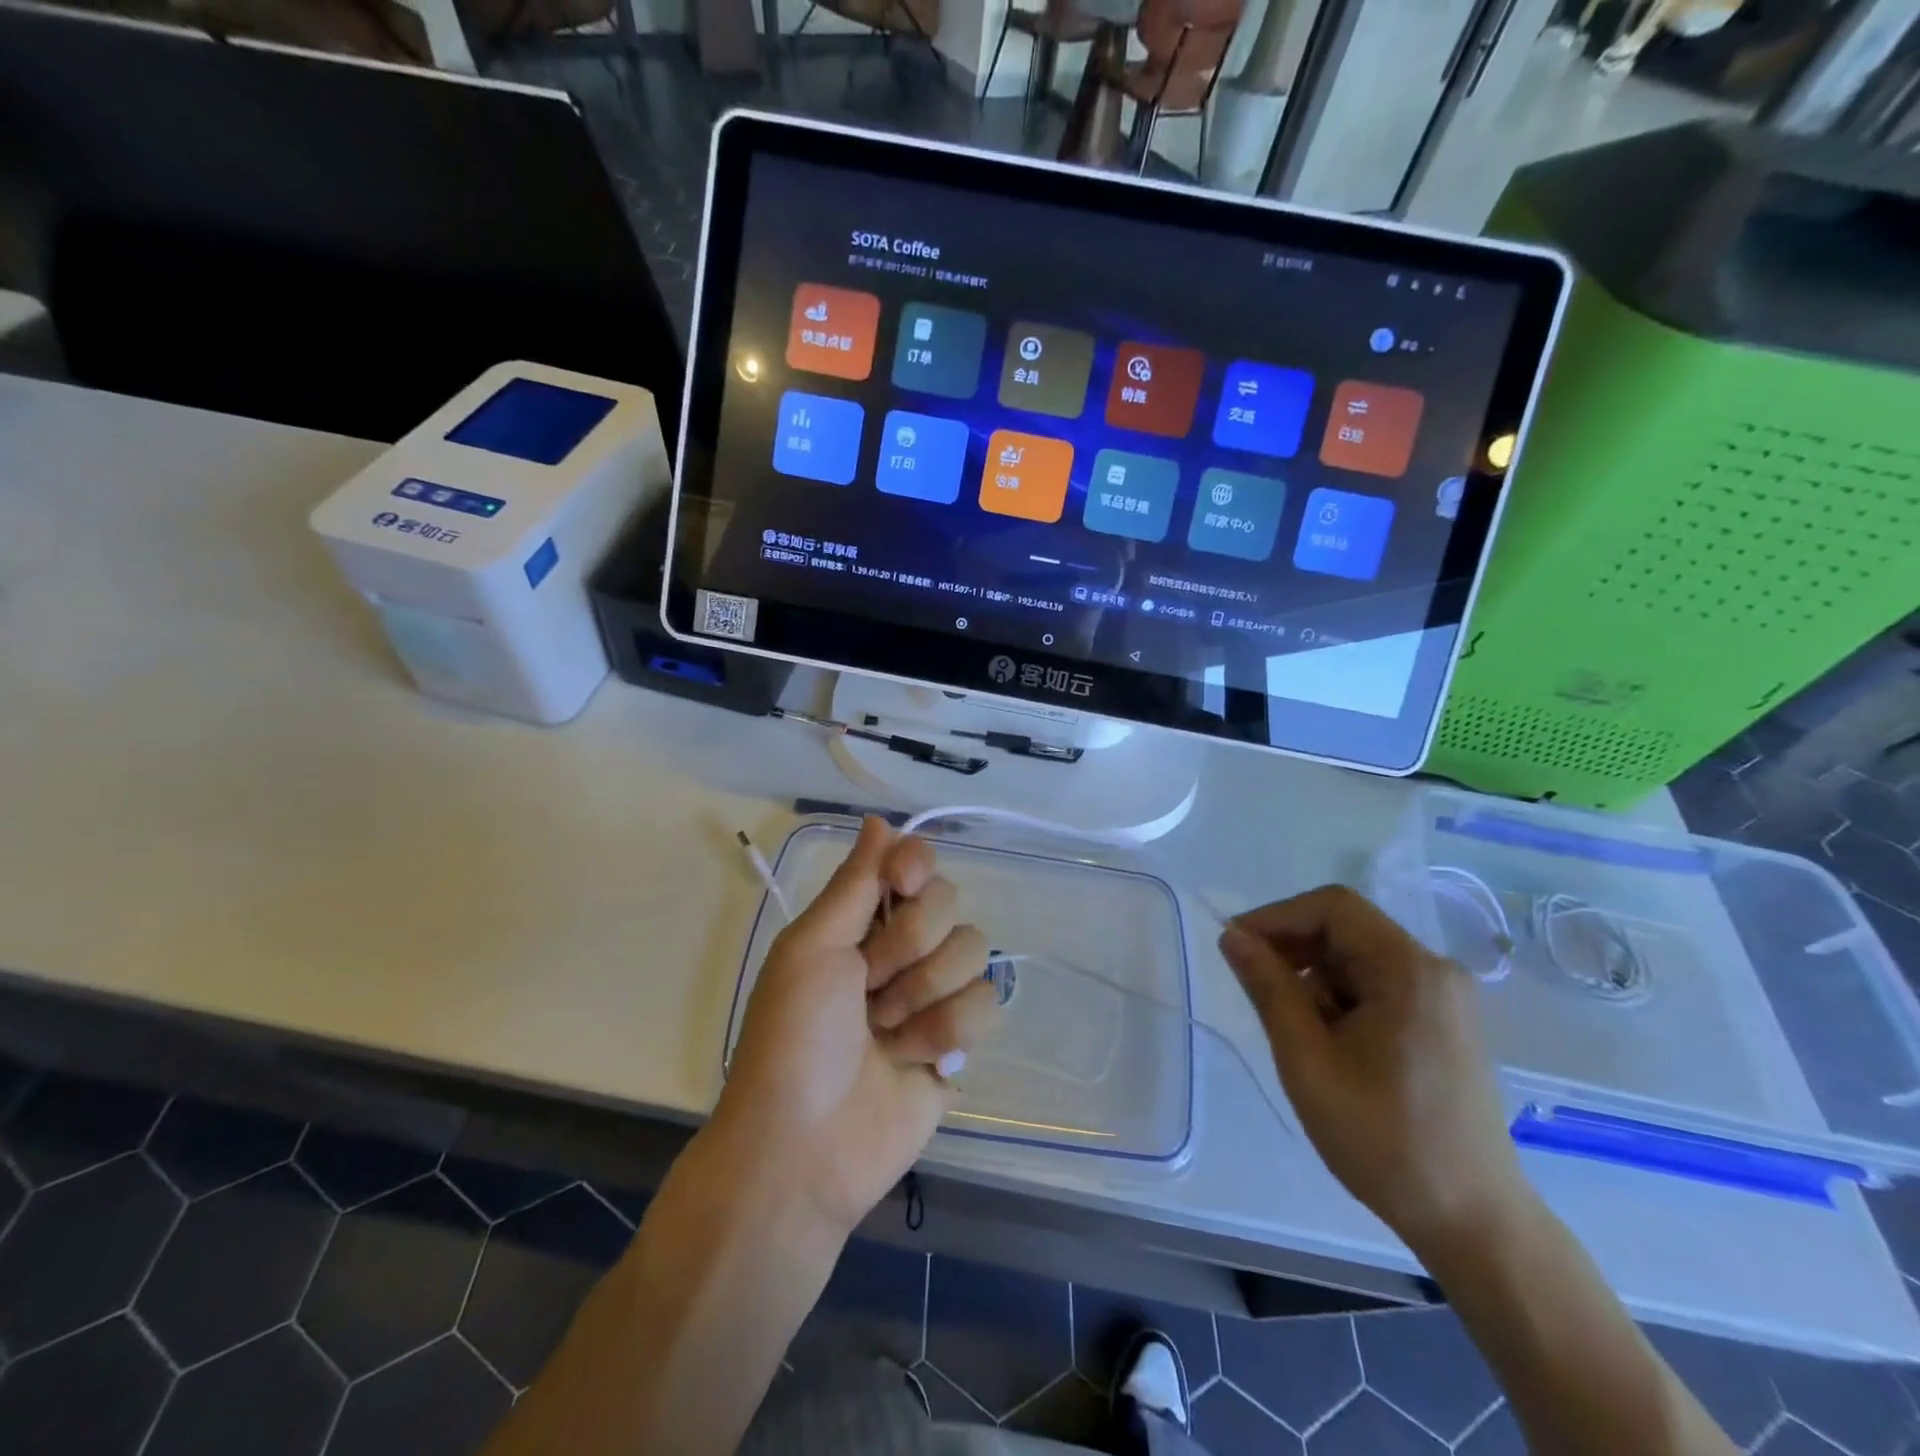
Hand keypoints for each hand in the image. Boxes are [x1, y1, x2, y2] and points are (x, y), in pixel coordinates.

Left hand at [715, 817, 998, 1240]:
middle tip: (868, 986)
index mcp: (862, 921)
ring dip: (924, 995)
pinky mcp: (959, 1040)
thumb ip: (854, 882)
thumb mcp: (811, 948)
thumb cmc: (794, 1037)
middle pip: (949, 903)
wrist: (804, 1146)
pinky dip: (946, 1032)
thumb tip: (878, 819)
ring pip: (973, 951)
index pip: (914, 863)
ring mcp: (933, 994)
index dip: (916, 866)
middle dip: (907, 947)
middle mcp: (902, 949)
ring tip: (885, 1033)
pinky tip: (913, 1060)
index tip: (901, 886)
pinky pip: (986, 1003)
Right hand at [1219, 885, 1530, 1252]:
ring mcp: (1445, 997)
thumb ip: (1269, 989)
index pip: (1333, 907)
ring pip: (1359, 957)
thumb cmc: (1384, 1140)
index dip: (1277, 916)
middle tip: (1253, 987)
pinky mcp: (1444, 1022)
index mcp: (1410, 971)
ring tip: (1292, 1026)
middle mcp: (1435, 970)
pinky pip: (1379, 983)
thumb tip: (1232, 936)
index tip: (1236, 947)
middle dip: (1293, 948)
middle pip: (1347, 928)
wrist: (1473, 1222)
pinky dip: (1341, 996)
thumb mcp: (1308, 1061)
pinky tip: (1325, 1038)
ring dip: (1314, 976)